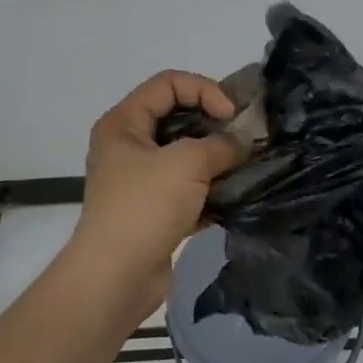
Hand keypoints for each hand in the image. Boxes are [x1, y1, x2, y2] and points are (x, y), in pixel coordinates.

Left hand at [73, 71, 247, 319]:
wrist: (115, 278)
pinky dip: (212, 188)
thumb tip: (244, 143)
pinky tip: (236, 195)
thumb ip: (222, 144)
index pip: (169, 83)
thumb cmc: (144, 207)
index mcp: (123, 123)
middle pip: (178, 116)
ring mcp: (141, 180)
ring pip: (186, 154)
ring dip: (217, 158)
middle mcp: (129, 146)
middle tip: (246, 137)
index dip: (204, 90)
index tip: (231, 116)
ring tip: (247, 164)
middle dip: (214, 123)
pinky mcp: (155, 210)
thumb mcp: (187, 163)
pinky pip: (189, 187)